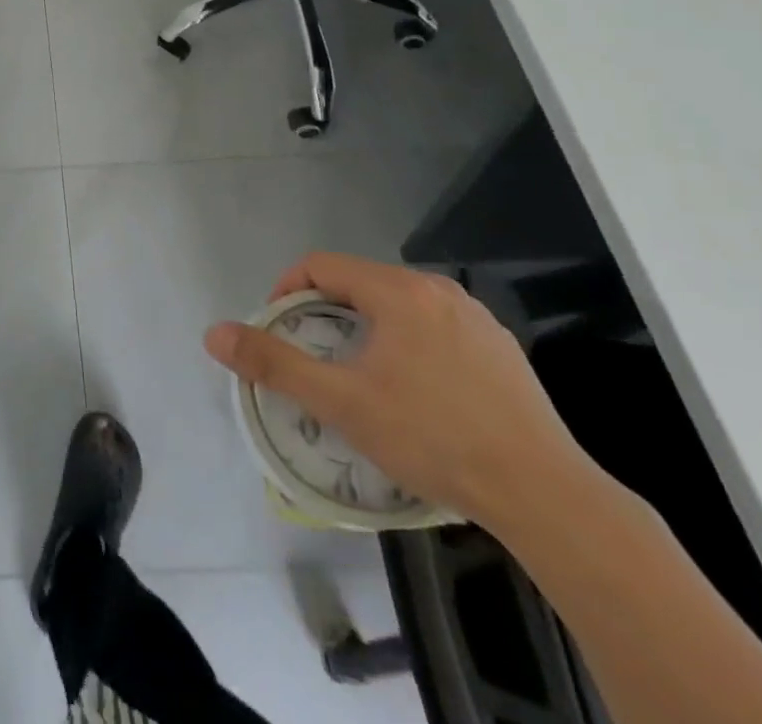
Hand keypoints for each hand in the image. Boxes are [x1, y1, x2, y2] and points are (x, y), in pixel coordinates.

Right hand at [203, 252, 593, 534]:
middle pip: (359, 283)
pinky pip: (435, 329)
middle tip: (315, 358)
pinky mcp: (502, 350)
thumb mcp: (341, 402)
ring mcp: (476, 319)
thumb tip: (213, 332)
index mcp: (398, 290)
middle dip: (325, 312)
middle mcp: (438, 290)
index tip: (281, 331)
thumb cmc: (433, 437)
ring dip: (366, 329)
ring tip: (360, 376)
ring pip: (398, 306)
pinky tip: (417, 393)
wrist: (547, 496)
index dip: (288, 291)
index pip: (321, 266)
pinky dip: (408, 345)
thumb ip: (274, 363)